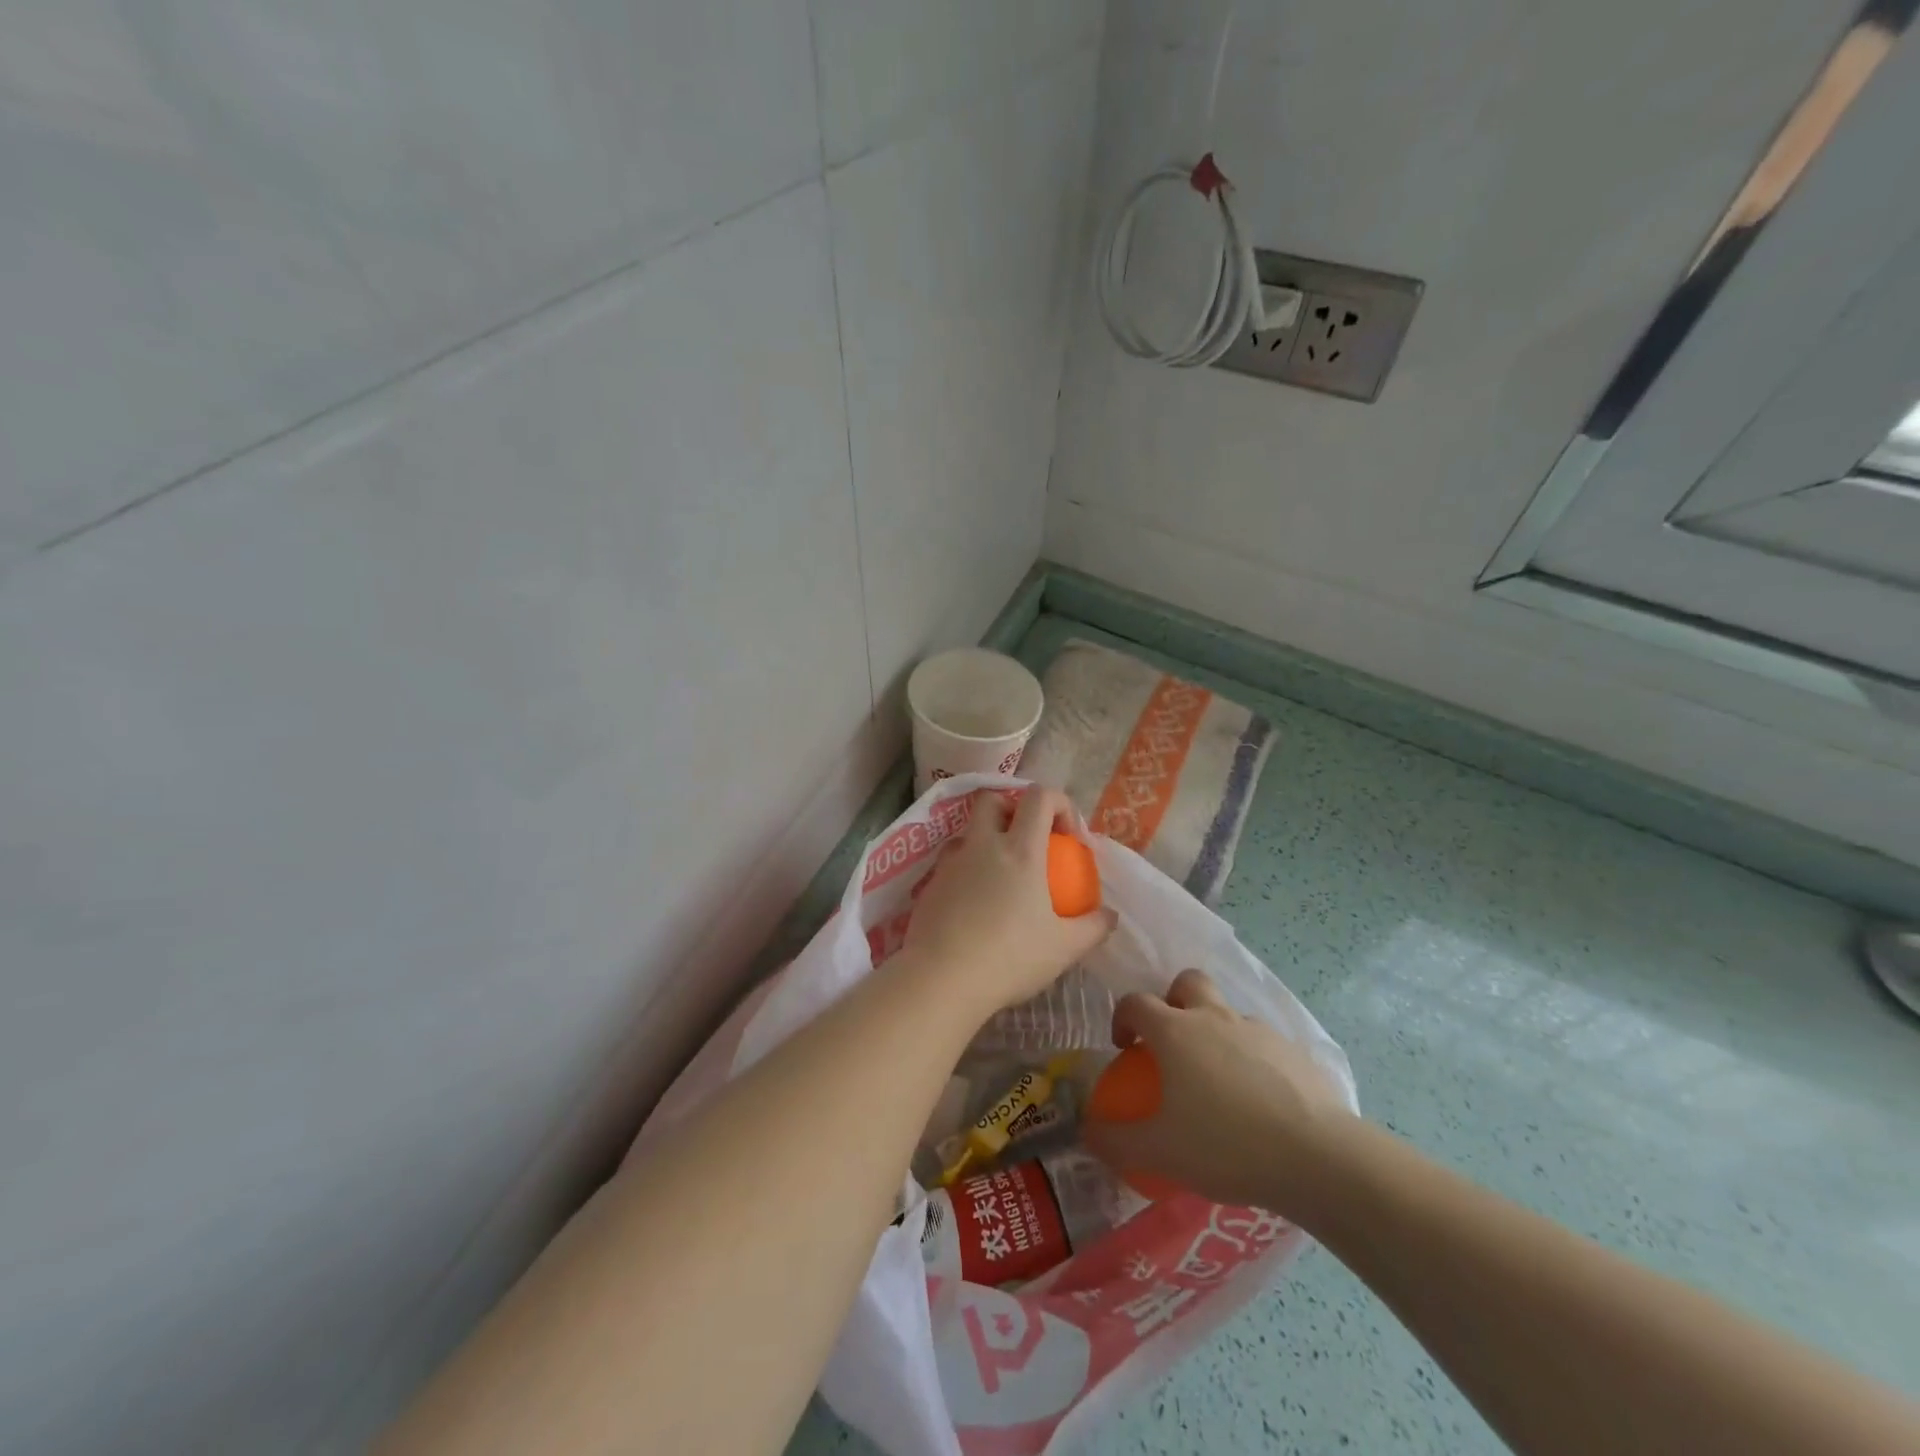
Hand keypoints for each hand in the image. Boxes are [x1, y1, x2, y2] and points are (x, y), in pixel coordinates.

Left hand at [898, 787, 1116, 1021]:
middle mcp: (982, 845)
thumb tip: (1109, 915)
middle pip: (992, 800)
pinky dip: (967, 871)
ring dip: (986, 840)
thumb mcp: (1064, 948)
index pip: (1039, 797)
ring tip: (1000, 876)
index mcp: (1020, 850)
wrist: (941, 979)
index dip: (1059, 803)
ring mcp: (951, 862)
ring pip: (968, 832)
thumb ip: (1093, 927)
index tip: (1069, 836)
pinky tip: (975, 905)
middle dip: (1012, 809)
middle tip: (1028, 840)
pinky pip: (951, 863)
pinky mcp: (929, 884)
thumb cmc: (1009, 958)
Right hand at [1081, 969, 1354, 1214]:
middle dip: (1174, 1000)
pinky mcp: (1295, 1052)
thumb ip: (1115, 1140)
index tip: (1124, 1047)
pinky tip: (1260, 1104)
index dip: (1122, 1018)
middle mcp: (1214, 1017)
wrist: (1316, 1156)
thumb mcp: (1158, 1151)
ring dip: (1217, 1032)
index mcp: (1175, 1030)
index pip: (1135, 1002)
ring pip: (1229, 1013)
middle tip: (1173, 1040)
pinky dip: (1254, 1061)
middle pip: (1187, 982)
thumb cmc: (1225, 1144)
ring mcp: (1258, 1030)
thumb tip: (1086, 1131)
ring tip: (1220, 1082)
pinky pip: (1265, 1045)